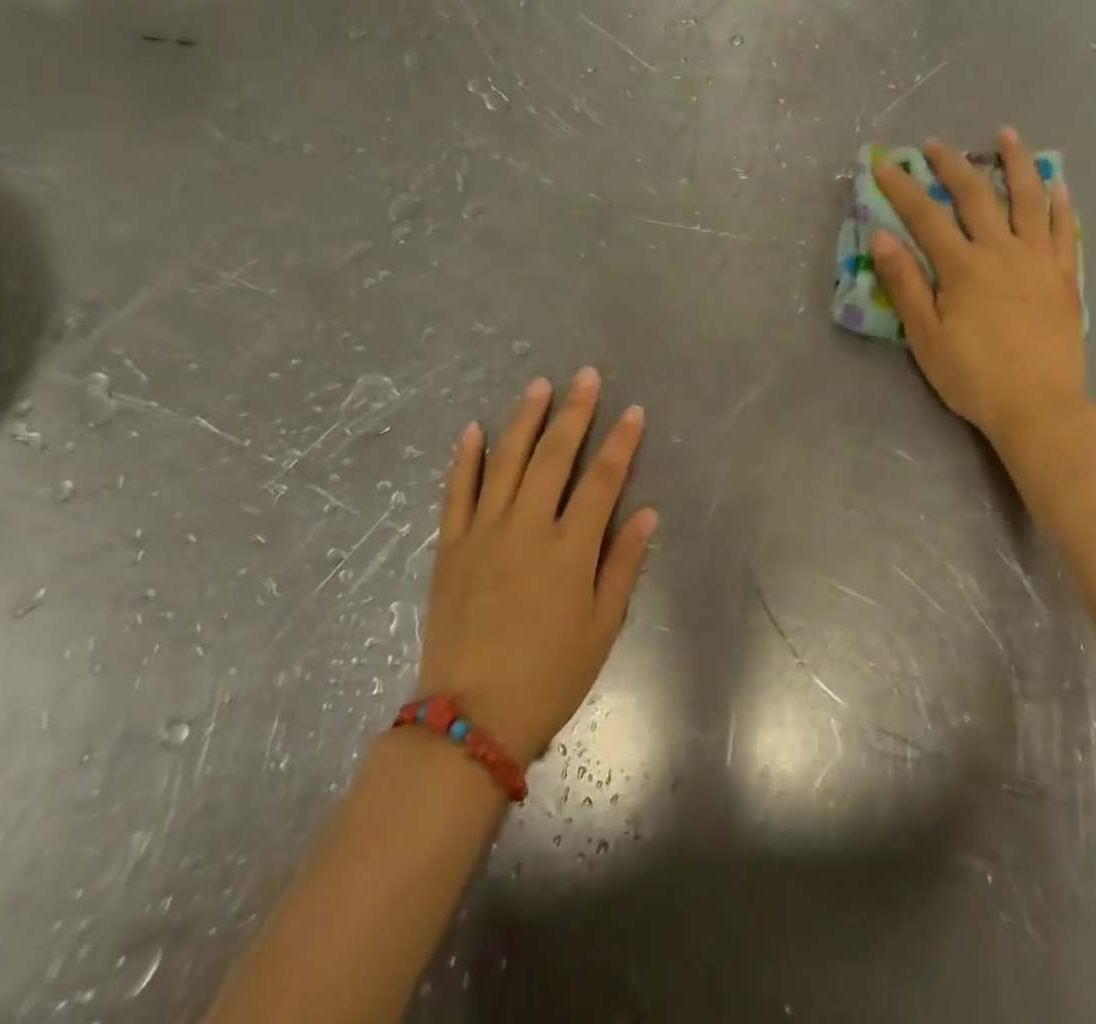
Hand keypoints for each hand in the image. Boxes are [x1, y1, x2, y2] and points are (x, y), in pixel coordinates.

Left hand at [418, 370, 657, 761]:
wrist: (470, 718)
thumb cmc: (549, 675)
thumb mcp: (603, 627)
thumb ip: (623, 564)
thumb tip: (646, 511)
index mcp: (569, 549)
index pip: (602, 480)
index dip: (621, 443)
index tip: (634, 411)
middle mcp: (526, 529)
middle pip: (553, 457)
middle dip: (574, 413)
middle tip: (586, 377)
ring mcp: (483, 534)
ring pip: (505, 462)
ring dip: (523, 420)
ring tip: (539, 385)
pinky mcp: (450, 547)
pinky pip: (456, 492)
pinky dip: (465, 458)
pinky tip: (473, 429)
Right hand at [872, 129, 1086, 442]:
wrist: (1039, 406)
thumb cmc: (973, 376)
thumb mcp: (926, 336)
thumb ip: (904, 283)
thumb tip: (881, 237)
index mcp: (963, 267)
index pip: (926, 216)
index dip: (903, 188)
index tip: (885, 166)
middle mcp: (1002, 252)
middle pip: (976, 196)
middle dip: (952, 166)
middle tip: (936, 144)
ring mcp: (1039, 261)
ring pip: (1028, 199)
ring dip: (1016, 163)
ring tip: (1006, 135)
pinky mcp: (1065, 277)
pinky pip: (1065, 230)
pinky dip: (1060, 203)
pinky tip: (1056, 183)